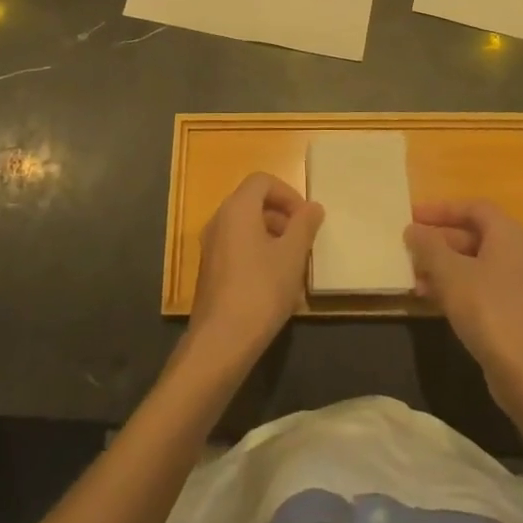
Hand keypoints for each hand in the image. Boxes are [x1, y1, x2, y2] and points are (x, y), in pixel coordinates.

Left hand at [189, 172, 323, 365]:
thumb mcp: (292, 255)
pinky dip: (257, 252)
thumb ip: (304, 225)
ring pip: (245, 226)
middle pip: (252, 202)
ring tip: (292, 263)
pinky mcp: (209, 270)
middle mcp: (219, 220)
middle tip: (303, 240)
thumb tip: (313, 207)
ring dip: (271, 235)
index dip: (288, 193)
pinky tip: (274, 283)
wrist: (221, 341)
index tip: (306, 218)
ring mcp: (210, 246)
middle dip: (282, 215)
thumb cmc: (261, 290)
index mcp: (237, 209)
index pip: (262, 181)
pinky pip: (236, 247)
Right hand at [406, 200, 522, 395]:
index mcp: (508, 234)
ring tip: (415, 279)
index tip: (413, 217)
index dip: (441, 209)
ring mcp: (519, 285)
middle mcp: (518, 254)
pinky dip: (457, 288)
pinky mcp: (515, 313)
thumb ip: (428, 246)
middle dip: (439, 242)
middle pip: (474, 236)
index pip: (473, 208)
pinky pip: (481, 288)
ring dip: (444, 268)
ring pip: (475, 265)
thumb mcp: (448, 271)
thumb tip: (413, 230)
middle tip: (410, 249)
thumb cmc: (486, 307)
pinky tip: (433, 301)